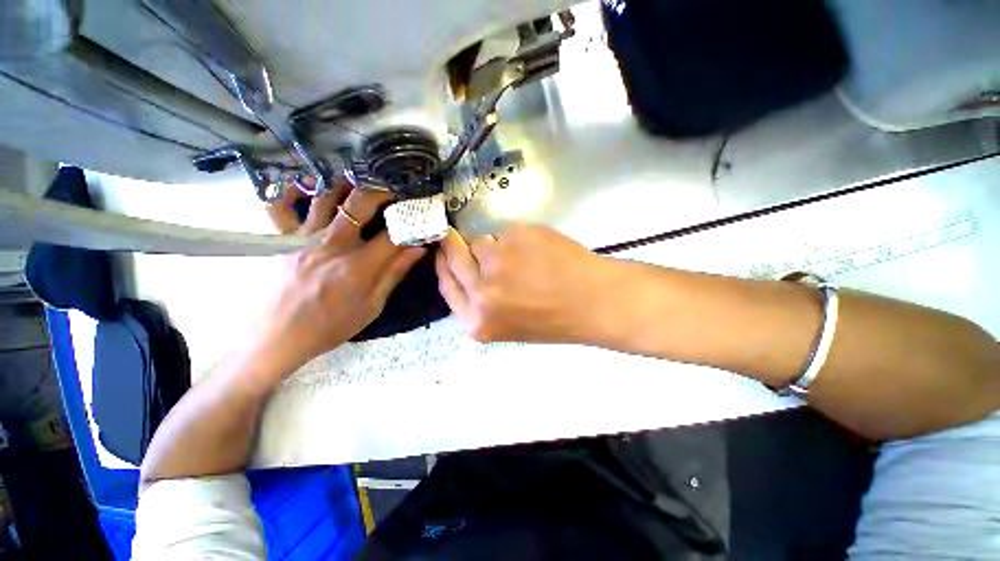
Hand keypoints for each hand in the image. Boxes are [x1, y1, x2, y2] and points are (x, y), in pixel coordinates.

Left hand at [253, 182, 425, 372]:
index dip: (411, 223)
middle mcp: (332, 244)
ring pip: (326, 197)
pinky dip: (293, 191)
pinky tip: (307, 185)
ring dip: (347, 186)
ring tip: (361, 184)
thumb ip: (395, 273)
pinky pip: (281, 207)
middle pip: (360, 204)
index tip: (420, 216)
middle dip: (382, 192)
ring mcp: (304, 238)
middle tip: (393, 191)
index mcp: (359, 266)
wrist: (278, 337)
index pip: (393, 234)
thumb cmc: (331, 325)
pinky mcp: (283, 240)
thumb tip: (418, 249)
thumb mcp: (372, 305)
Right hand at [435, 224, 616, 343]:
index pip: (446, 284)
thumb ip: (480, 301)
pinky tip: (538, 252)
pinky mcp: (516, 237)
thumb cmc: (553, 318)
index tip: (442, 251)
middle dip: (454, 244)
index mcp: (477, 321)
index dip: (443, 264)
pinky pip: (506, 232)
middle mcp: (481, 292)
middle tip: (458, 236)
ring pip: (482, 241)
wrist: (593, 303)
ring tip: (523, 258)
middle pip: (454, 256)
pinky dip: (517, 238)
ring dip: (495, 246)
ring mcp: (498, 261)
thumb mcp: (506, 324)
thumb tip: (465, 268)